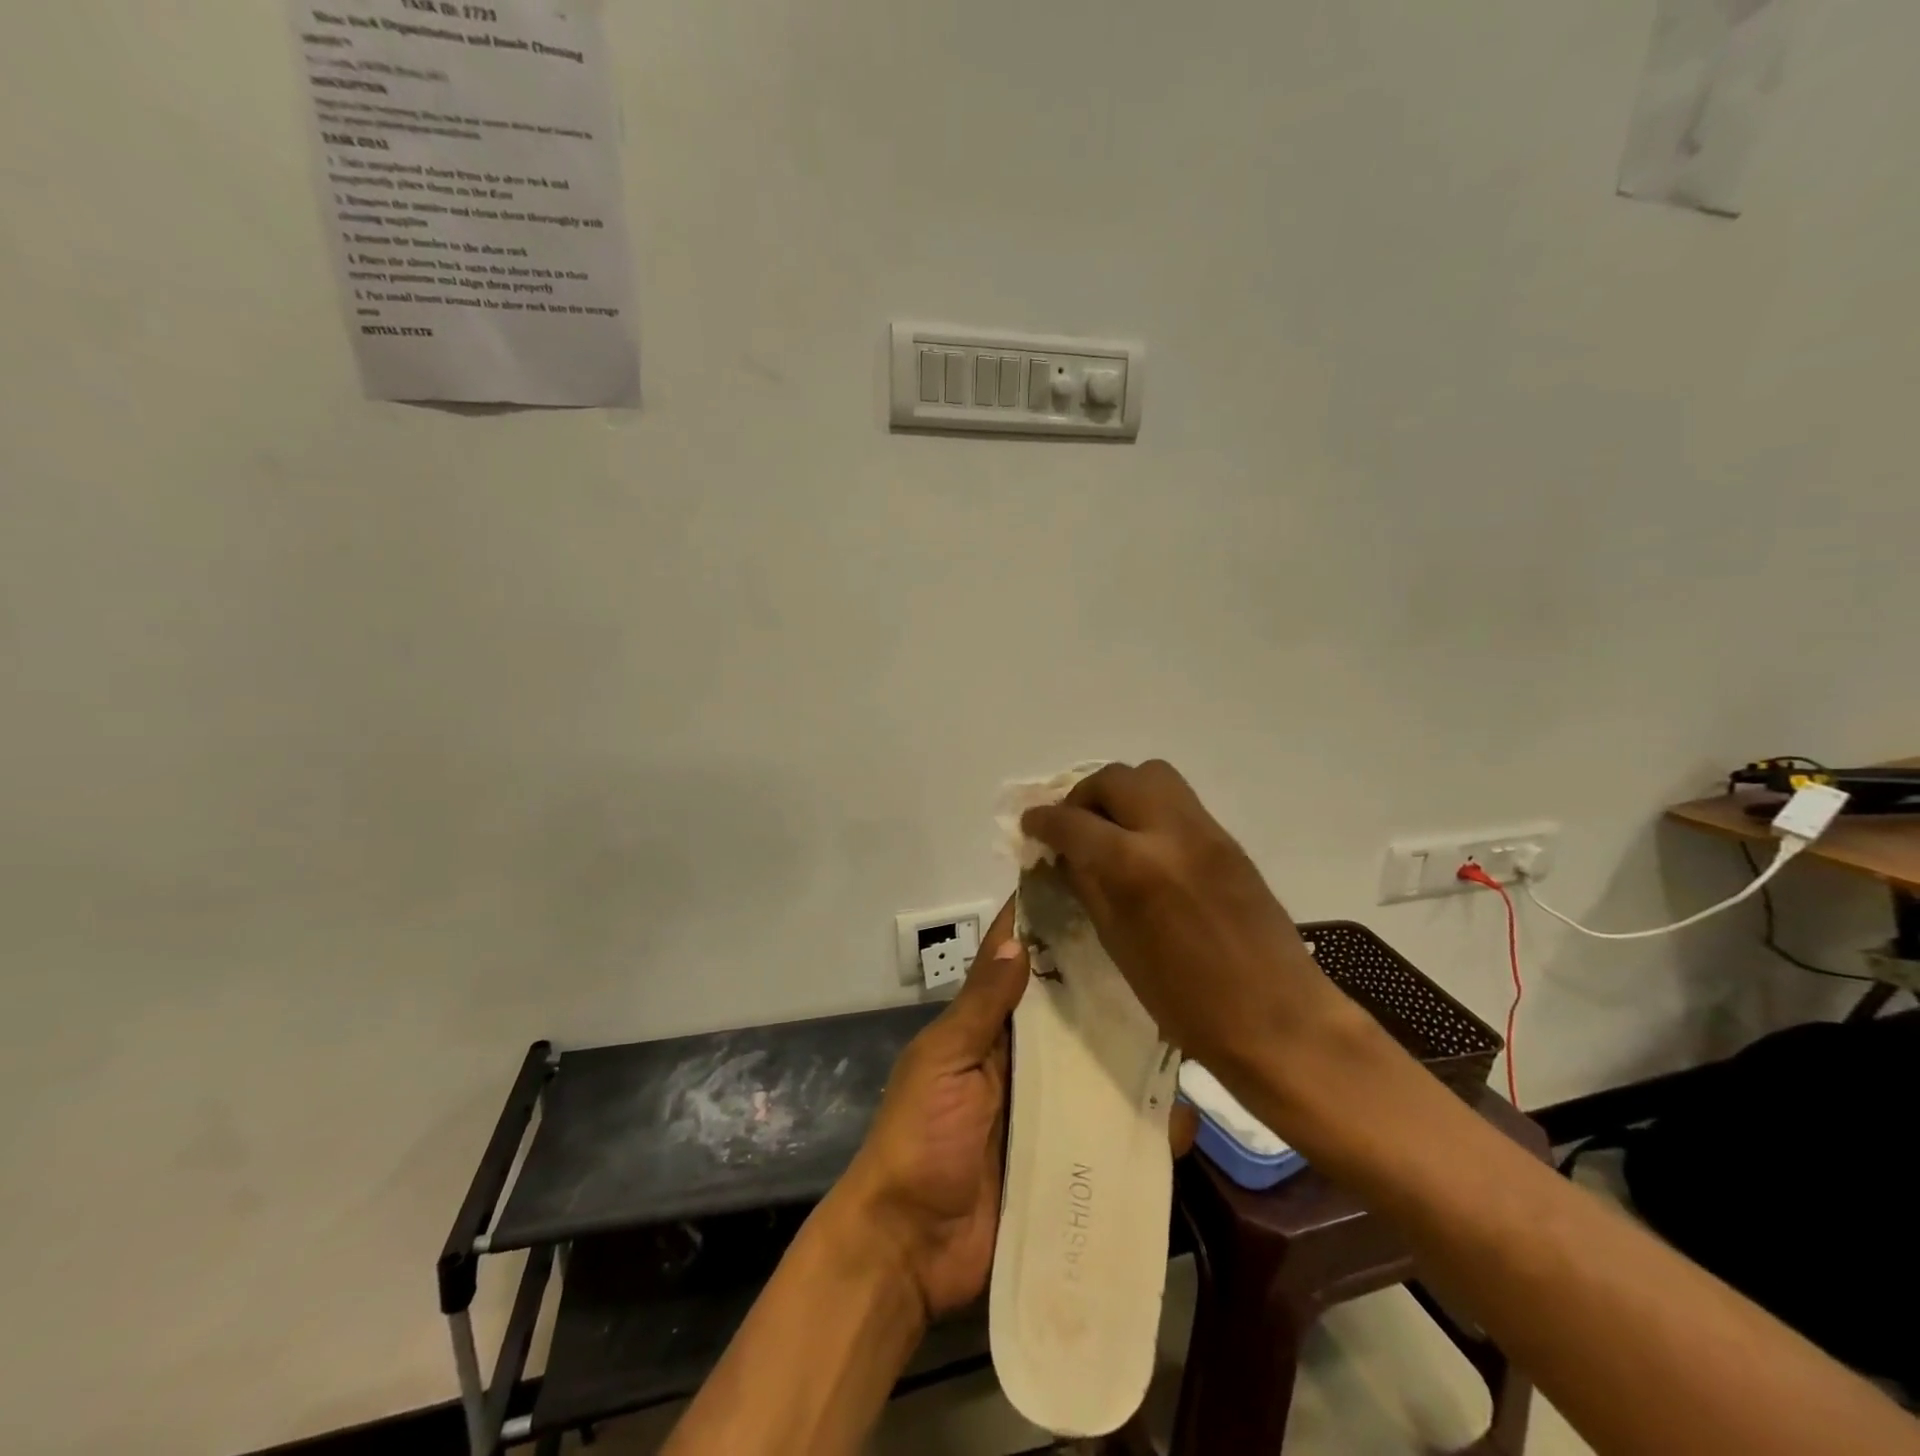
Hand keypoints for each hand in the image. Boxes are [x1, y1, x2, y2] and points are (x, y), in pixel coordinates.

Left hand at [837, 897, 1197, 1319]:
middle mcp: (1021, 1058)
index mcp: (986, 1029)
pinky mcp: (1068, 1157)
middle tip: (1166, 959)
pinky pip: (1112, 1131)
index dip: (1048, 929)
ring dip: (1135, 1055)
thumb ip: (980, 1007)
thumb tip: (1018, 941)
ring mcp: (1047, 1108)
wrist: (910, 1250)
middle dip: (1107, 988)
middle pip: (1070, 1013)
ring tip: (1190, 1032)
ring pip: (1099, 1067)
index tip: (1093, 889)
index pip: (1020, 966)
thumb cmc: (919, 1140)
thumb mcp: (943, 1064)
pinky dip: (1144, 1124)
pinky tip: (1183, 1118)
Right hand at [1020, 760, 1378, 1098]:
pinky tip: (1144, 845)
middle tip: (1071, 826)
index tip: (1030, 825)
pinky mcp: (1229, 840)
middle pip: (1115, 778)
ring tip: (1109, 828)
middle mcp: (1171, 832)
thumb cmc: (1188, 1002)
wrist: (1279, 1019)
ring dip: (1120, 791)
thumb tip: (1064, 856)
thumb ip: (1088, 888)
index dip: (1043, 821)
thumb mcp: (1119, 946)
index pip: (1073, 822)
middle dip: (1082, 796)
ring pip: (1152, 775)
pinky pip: (1178, 800)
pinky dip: (1149, 808)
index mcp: (1136, 867)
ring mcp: (1206, 831)